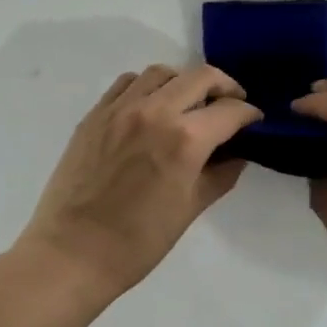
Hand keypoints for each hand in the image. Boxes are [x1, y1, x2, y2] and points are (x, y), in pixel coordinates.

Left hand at [20, 64, 263, 296]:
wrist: (71, 253)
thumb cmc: (138, 242)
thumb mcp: (190, 209)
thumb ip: (220, 174)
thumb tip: (238, 154)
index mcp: (184, 139)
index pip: (229, 110)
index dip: (249, 114)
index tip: (254, 121)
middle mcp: (155, 111)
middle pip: (200, 77)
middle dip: (224, 87)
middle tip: (230, 104)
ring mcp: (120, 108)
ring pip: (162, 73)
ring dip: (184, 82)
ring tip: (188, 103)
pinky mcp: (95, 114)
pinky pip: (127, 83)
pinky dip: (147, 87)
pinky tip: (150, 107)